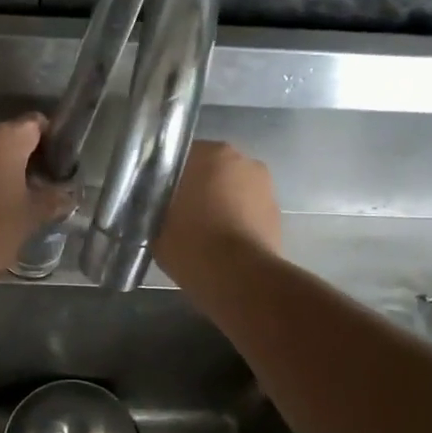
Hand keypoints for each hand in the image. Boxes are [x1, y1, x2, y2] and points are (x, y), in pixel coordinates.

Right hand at [155, 141, 281, 287]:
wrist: (239, 278)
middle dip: (198, 185)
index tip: (158, 194)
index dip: (168, 174)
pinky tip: (223, 241)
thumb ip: (155, 205)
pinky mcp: (277, 212)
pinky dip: (237, 218)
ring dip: (220, 200)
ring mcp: (265, 186)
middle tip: (179, 211)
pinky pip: (248, 208)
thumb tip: (156, 205)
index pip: (181, 154)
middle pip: (211, 168)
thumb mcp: (155, 224)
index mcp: (210, 153)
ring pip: (232, 188)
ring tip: (203, 230)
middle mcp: (242, 160)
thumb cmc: (191, 243)